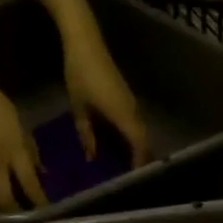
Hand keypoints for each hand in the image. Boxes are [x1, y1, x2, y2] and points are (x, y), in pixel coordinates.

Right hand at [0, 71, 47, 211]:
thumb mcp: (21, 126)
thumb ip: (31, 151)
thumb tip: (41, 172)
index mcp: (13, 153)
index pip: (29, 185)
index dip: (39, 202)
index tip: (49, 213)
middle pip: (4, 201)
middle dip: (15, 214)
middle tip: (27, 221)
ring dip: (3, 205)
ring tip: (15, 212)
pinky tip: (0, 191)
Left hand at [62, 24, 150, 166]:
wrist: (86, 42)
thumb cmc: (80, 74)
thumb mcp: (79, 108)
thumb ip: (86, 134)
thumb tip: (92, 157)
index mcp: (123, 115)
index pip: (139, 145)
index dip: (139, 163)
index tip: (136, 180)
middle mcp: (133, 111)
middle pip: (144, 141)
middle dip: (141, 160)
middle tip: (133, 178)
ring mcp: (132, 103)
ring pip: (140, 132)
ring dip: (137, 148)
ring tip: (127, 166)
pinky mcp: (127, 97)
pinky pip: (135, 123)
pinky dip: (132, 137)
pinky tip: (121, 145)